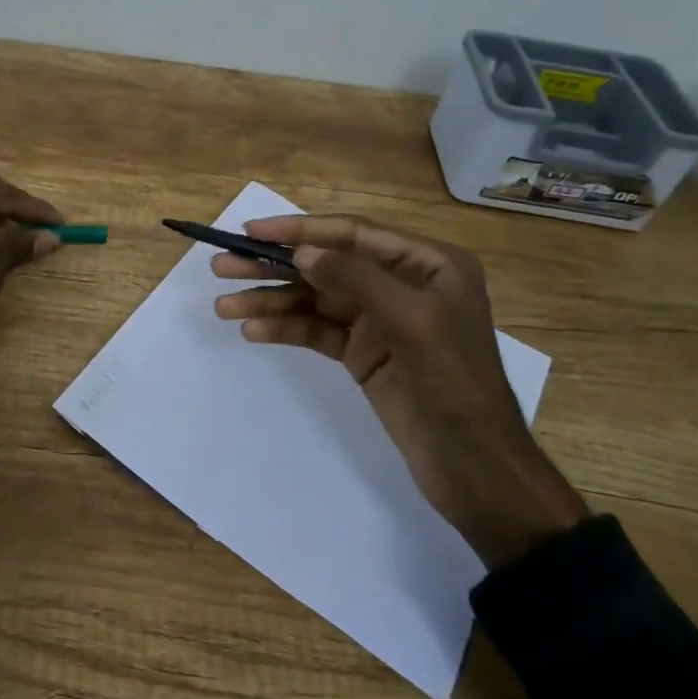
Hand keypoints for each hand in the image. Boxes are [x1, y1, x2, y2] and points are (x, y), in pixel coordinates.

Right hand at [212, 215, 586, 567]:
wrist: (475, 469)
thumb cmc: (455, 383)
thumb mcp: (412, 321)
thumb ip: (355, 278)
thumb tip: (302, 251)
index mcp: (427, 263)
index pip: (352, 233)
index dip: (300, 229)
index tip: (251, 232)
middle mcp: (401, 283)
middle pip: (326, 264)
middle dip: (274, 265)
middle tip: (222, 268)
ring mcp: (379, 319)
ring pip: (314, 298)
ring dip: (270, 301)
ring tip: (224, 307)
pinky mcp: (362, 352)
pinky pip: (316, 331)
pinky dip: (285, 329)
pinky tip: (253, 333)